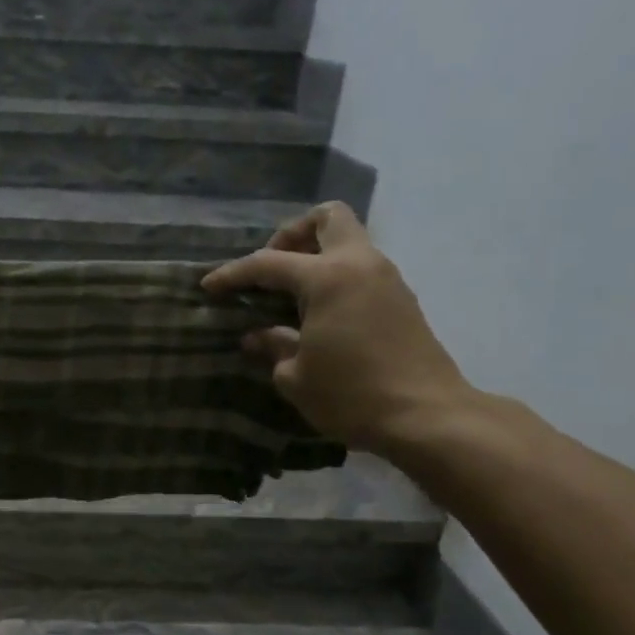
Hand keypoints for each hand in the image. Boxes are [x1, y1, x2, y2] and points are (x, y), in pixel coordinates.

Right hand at [202, 203, 473, 453]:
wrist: (426, 416)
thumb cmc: (351, 395)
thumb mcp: (296, 377)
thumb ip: (273, 346)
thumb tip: (256, 336)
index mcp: (328, 278)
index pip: (268, 263)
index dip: (234, 274)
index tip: (208, 286)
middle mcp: (359, 265)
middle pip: (327, 218)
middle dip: (293, 234)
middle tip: (271, 268)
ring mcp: (386, 279)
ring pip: (348, 241)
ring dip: (317, 256)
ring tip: (289, 295)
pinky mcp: (401, 300)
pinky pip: (361, 269)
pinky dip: (335, 278)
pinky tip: (318, 313)